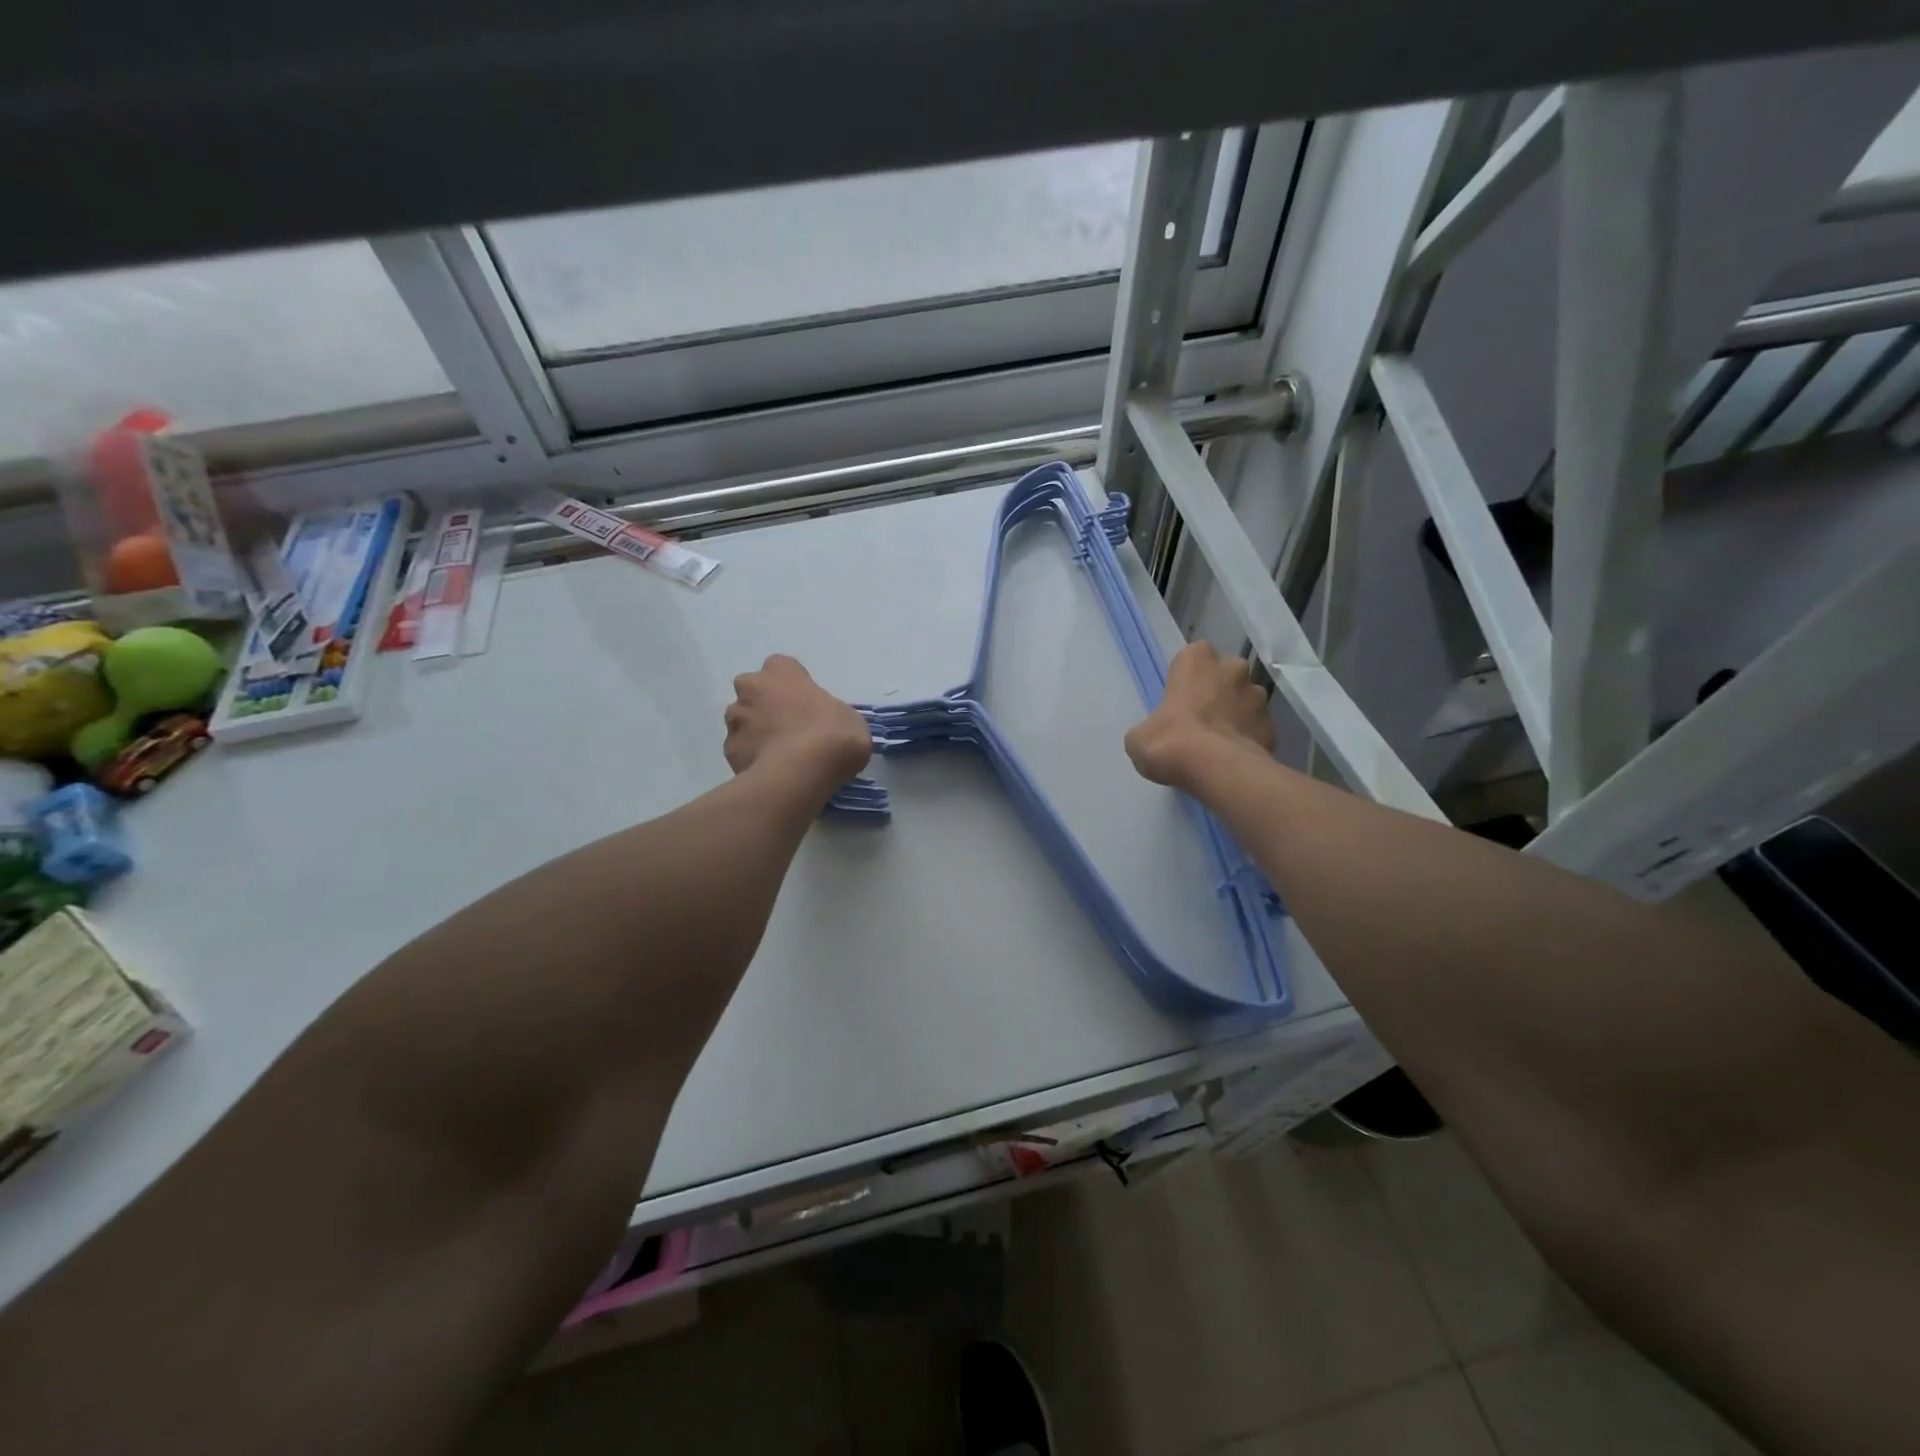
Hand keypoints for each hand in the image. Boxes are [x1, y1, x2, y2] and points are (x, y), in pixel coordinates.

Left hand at [723, 655, 871, 790]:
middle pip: (754, 692)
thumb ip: (831, 714)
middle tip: (791, 729)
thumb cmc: (832, 734)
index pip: (782, 667)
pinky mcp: (729, 751)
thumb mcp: (849, 718)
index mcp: (781, 671)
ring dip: (757, 733)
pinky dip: (752, 759)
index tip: (807, 704)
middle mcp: (750, 688)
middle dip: (767, 706)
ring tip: (780, 756)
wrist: (801, 773)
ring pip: (743, 722)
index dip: (793, 686)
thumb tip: (826, 727)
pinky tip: (771, 772)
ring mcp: (735, 720)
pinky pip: (742, 751)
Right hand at [1125, 642, 1273, 787]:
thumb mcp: (1139, 738)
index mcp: (1196, 660)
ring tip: (1219, 742)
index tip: (1179, 700)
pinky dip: (1248, 738)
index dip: (1186, 678)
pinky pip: (1257, 727)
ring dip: (1235, 713)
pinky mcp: (1272, 726)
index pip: (1192, 657)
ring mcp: (1258, 696)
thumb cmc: (1171, 742)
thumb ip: (1149, 728)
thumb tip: (1155, 736)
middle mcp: (1232, 668)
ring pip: (1245, 699)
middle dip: (1216, 691)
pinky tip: (1234, 758)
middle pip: (1224, 674)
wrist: (1218, 771)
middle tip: (1200, 719)